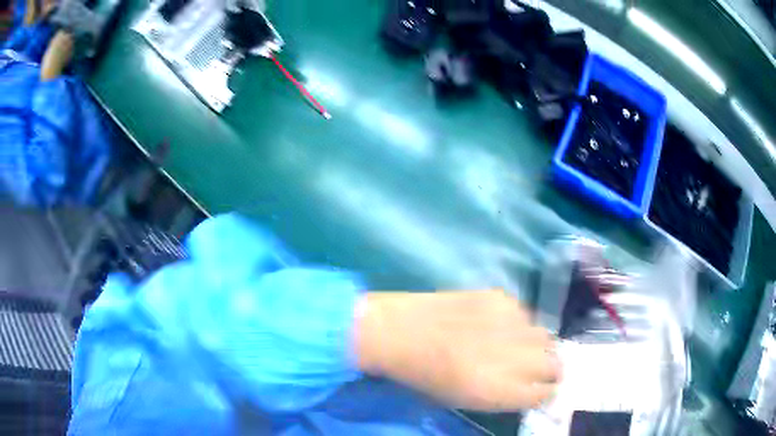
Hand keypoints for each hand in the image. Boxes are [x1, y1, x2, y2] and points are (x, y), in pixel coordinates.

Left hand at [354, 290, 559, 411]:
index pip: (545, 393)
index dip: (545, 392)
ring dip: (535, 344)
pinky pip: (523, 313)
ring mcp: (510, 324)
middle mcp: (514, 358)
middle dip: (551, 368)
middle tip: (538, 368)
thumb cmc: (427, 377)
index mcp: (501, 391)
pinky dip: (516, 322)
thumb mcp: (468, 400)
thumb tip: (532, 387)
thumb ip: (506, 395)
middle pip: (555, 364)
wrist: (402, 333)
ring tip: (516, 345)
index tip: (542, 388)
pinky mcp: (500, 298)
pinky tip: (495, 324)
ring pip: (544, 336)